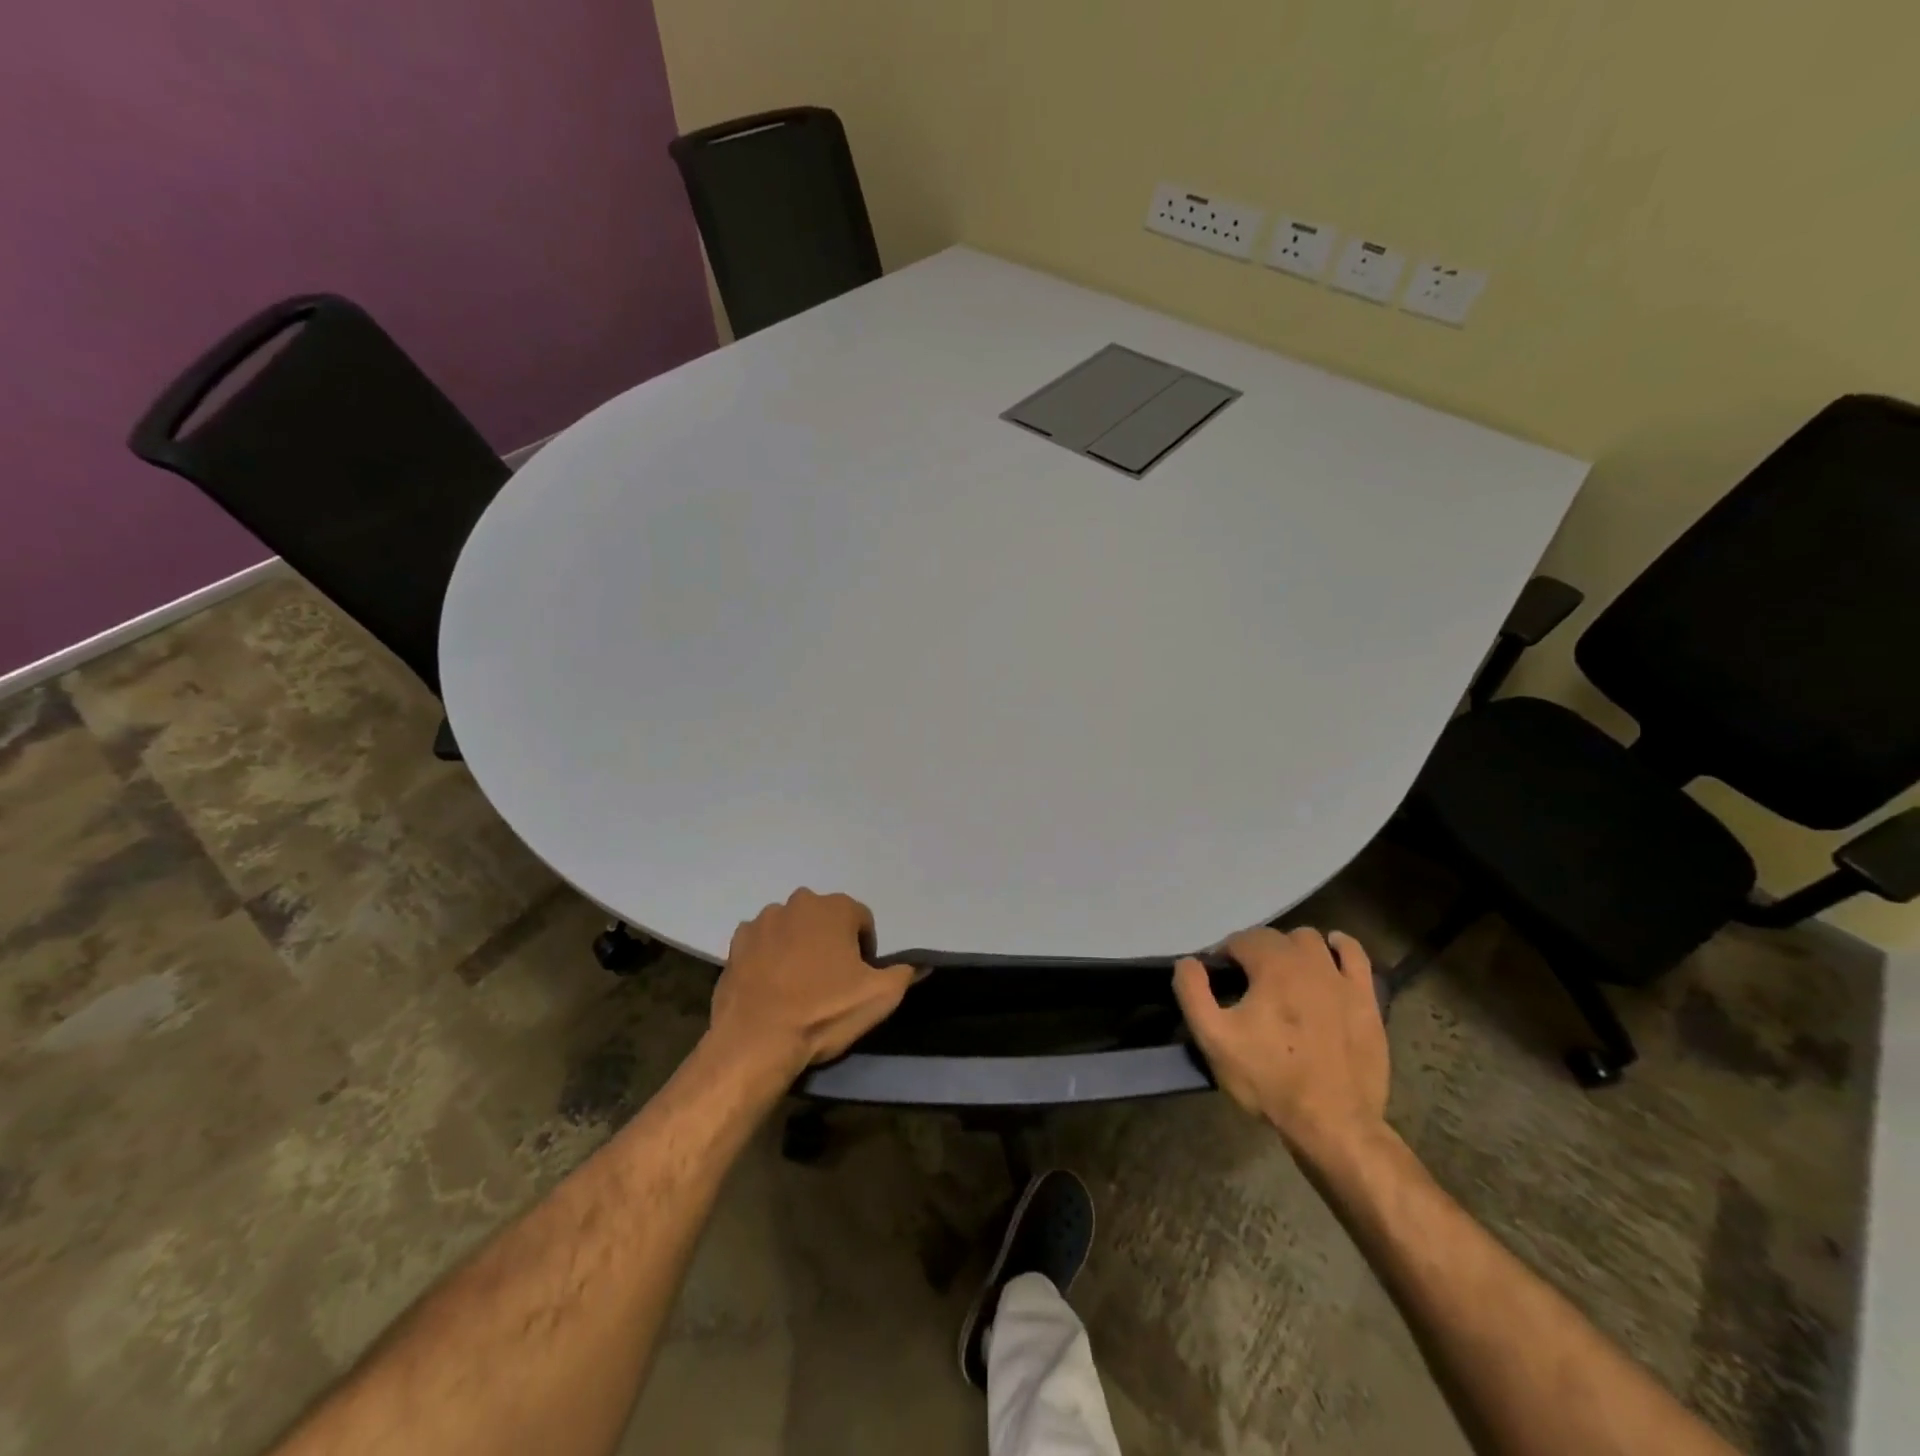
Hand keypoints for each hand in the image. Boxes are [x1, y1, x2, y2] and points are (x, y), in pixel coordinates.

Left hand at [708, 889, 915, 1078]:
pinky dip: (769, 957)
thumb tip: (920, 964)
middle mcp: (798, 903)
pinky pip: (762, 943)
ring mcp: (763, 921)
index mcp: (834, 908)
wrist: (756, 1040)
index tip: (859, 978)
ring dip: (799, 946)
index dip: (865, 949)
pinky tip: (771, 986)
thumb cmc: (823, 1012)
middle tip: (831, 981)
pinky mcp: (736, 943)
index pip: (862, 920)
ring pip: (792, 928)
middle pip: (825, 920)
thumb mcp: (879, 997)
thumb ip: (904, 974)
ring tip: (798, 985)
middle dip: (830, 942)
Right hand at [1173, 927, 1389, 1160]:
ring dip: (1292, 949)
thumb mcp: (1213, 1039)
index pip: (1241, 940)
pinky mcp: (1367, 1000)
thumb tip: (1187, 962)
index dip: (1224, 956)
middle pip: (1275, 938)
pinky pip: (1356, 956)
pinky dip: (1340, 948)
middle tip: (1246, 983)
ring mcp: (1342, 979)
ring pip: (1312, 941)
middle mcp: (1309, 961)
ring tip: (1282, 974)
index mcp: (1273, 966)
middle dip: (1255, 952)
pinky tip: (1331, 954)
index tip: (1218, 980)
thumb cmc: (1269, 1079)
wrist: (1334, 1124)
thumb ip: (1192, 992)